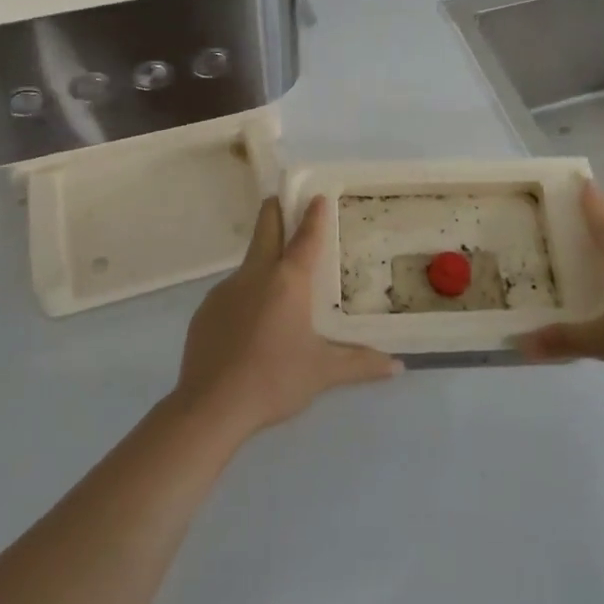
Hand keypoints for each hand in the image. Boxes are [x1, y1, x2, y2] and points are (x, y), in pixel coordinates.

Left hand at [173, 196, 400, 441]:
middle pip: (265, 229)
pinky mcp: (205, 310)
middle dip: (276, 211)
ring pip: (249, 265)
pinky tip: (251, 326)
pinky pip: (231, 293)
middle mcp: (255, 275)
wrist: (211, 406)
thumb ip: (360, 364)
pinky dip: (245, 297)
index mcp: (288, 281)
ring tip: (278, 287)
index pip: (305, 238)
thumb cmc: (274, 380)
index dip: (314, 215)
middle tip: (284, 201)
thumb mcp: (323, 373)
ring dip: (263, 262)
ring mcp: (225, 291)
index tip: (318, 196)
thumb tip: (397, 365)